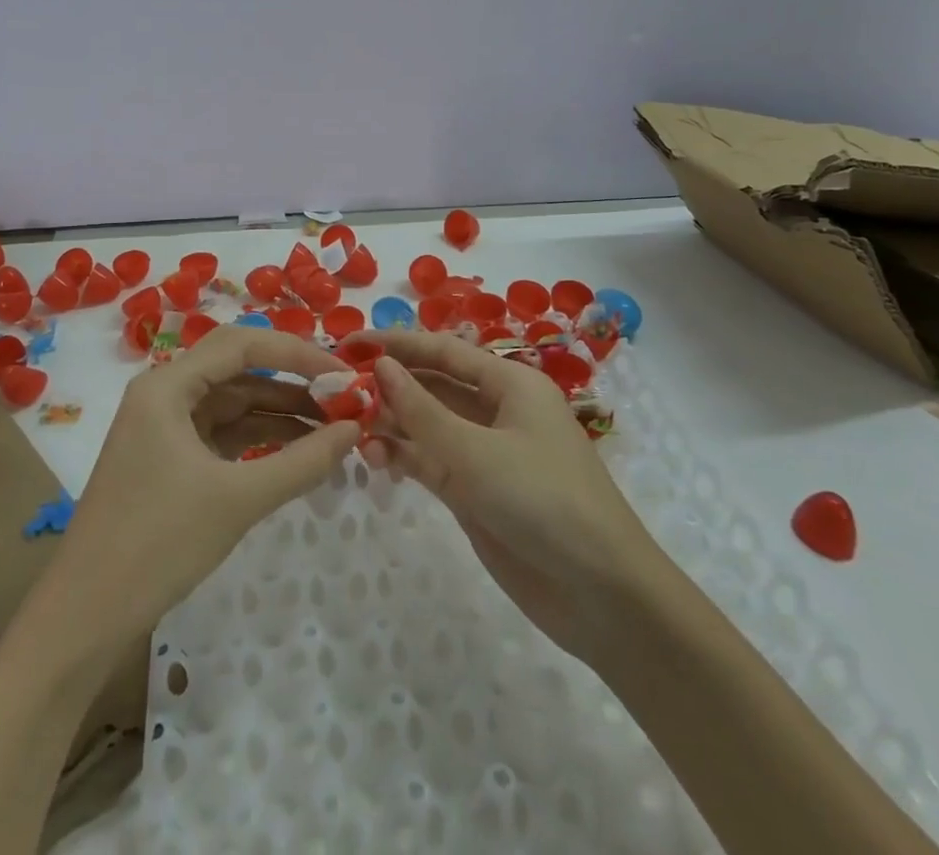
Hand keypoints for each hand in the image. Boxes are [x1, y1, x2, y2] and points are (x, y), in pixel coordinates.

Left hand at [45, 327, 360, 646]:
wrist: (85, 618)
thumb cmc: (158, 543)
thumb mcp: (238, 499)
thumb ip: (302, 461)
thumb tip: (355, 429)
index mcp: (167, 385)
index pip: (241, 344)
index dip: (296, 353)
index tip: (343, 374)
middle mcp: (164, 394)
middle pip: (238, 369)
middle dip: (292, 382)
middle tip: (344, 399)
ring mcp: (166, 427)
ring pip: (233, 403)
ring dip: (280, 413)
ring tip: (334, 428)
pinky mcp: (171, 459)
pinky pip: (224, 434)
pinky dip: (261, 439)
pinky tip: (300, 452)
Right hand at [359, 331, 665, 668]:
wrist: (602, 595)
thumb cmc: (543, 501)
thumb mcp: (475, 452)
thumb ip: (421, 410)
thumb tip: (381, 366)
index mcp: (510, 384)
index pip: (443, 351)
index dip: (396, 344)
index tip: (348, 344)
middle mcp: (497, 411)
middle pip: (434, 385)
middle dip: (389, 384)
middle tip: (336, 388)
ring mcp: (486, 454)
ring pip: (428, 425)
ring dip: (391, 423)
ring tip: (348, 427)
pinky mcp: (477, 493)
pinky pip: (432, 462)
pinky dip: (404, 458)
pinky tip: (373, 459)